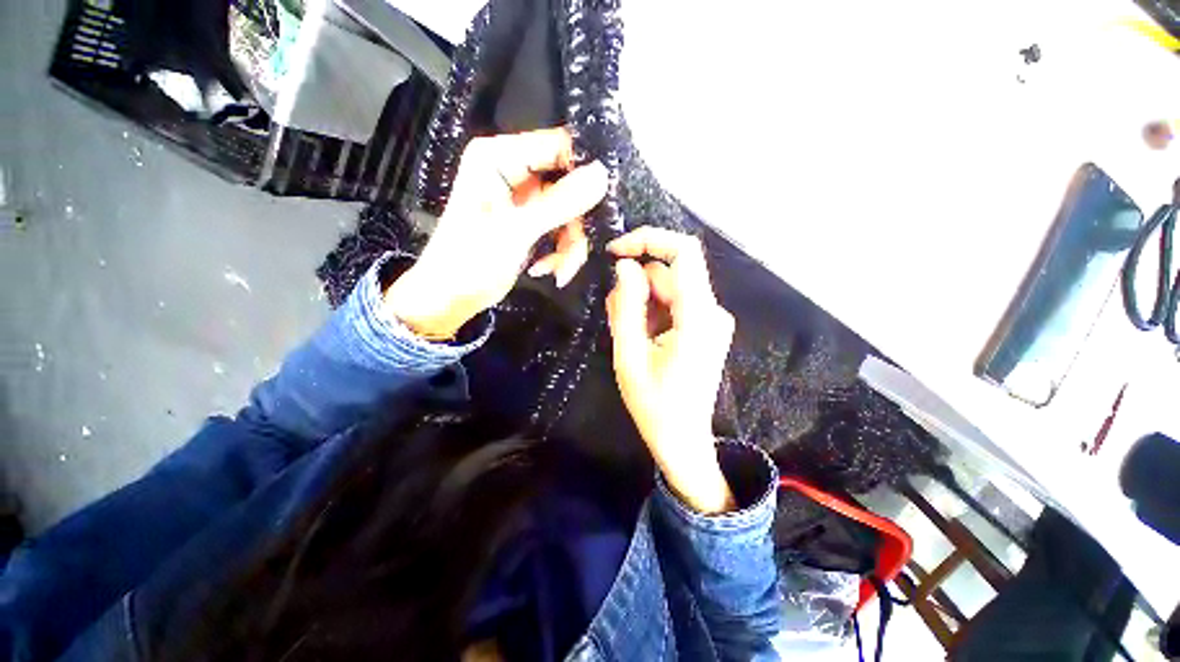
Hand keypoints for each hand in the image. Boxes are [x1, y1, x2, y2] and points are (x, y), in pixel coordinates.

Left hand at [385, 127, 607, 338]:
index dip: (584, 172)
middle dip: (575, 224)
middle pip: (569, 184)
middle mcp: (514, 171)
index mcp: (500, 158)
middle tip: (575, 254)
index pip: (557, 146)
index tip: (603, 204)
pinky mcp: (532, 220)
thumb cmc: (471, 261)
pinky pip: (562, 228)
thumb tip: (602, 174)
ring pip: (570, 212)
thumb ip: (559, 202)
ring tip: (560, 271)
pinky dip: (561, 251)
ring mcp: (525, 197)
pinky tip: (549, 270)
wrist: (452, 297)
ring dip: (570, 245)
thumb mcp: (517, 231)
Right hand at [606, 227, 736, 513]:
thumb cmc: (654, 405)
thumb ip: (626, 306)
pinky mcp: (704, 326)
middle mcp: (712, 311)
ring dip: (641, 303)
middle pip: (668, 275)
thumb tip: (625, 266)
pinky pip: (673, 304)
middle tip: (615, 318)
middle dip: (635, 287)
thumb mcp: (629, 356)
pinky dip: (651, 313)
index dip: (649, 240)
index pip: (684, 252)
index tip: (616, 252)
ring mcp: (711, 319)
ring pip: (668, 289)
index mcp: (698, 318)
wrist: (682, 440)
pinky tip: (641, 338)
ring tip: (628, 336)